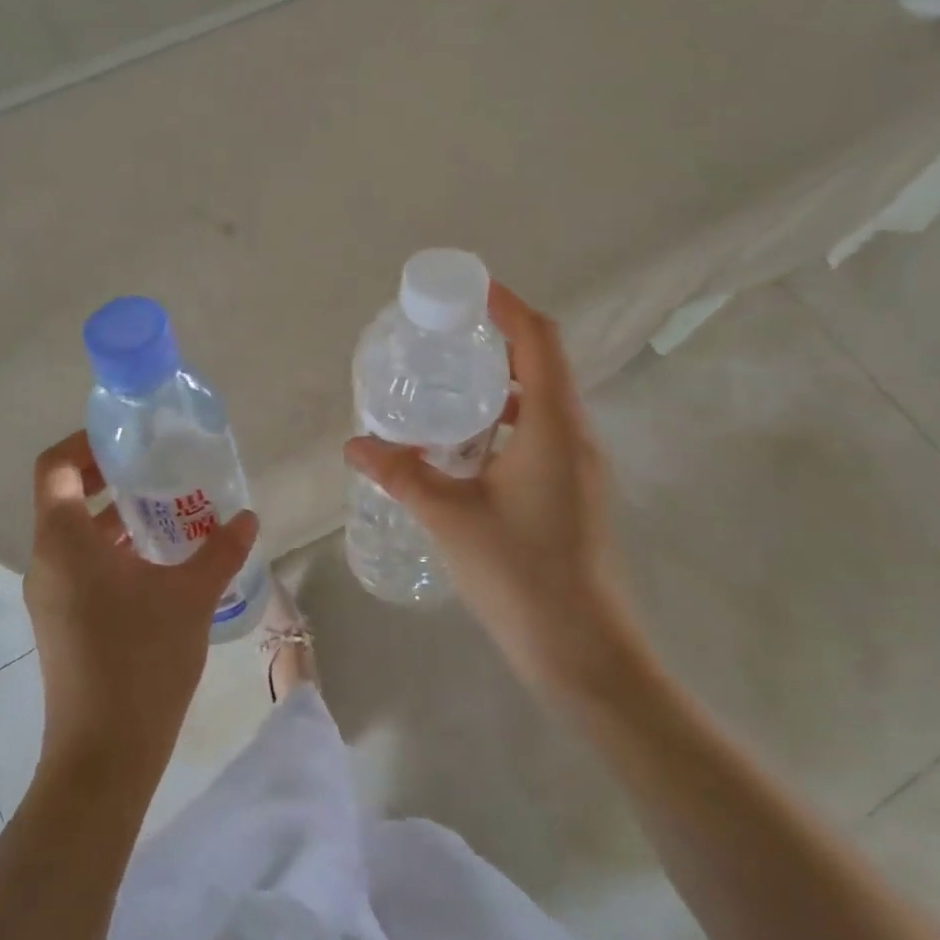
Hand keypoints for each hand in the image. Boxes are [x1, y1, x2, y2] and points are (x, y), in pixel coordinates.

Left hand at [24, 431, 259, 781]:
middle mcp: (47, 561)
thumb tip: (248, 518)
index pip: (56, 467)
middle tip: (156, 464)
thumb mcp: (190, 597)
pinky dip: (114, 549)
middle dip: (109, 475)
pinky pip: (82, 565)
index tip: (127, 436)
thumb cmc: (141, 661)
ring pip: (76, 534)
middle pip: (66, 496)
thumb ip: (220, 550)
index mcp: (64, 542)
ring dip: (116, 515)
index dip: (85, 441)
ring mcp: (51, 594)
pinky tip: (160, 560)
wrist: (105, 755)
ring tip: (168, 508)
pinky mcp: (62, 621)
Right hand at [344, 283, 647, 709]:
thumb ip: (401, 474)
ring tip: (450, 384)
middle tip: (446, 335)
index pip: (539, 339)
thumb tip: (355, 444)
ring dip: (504, 383)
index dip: (508, 306)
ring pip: (545, 401)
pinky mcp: (576, 490)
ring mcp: (582, 465)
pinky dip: (508, 419)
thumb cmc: (520, 574)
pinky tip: (467, 445)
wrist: (584, 651)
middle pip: (544, 363)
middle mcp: (577, 435)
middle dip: (499, 339)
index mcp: (555, 426)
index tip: (470, 289)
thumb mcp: (450, 517)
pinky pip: (544, 432)